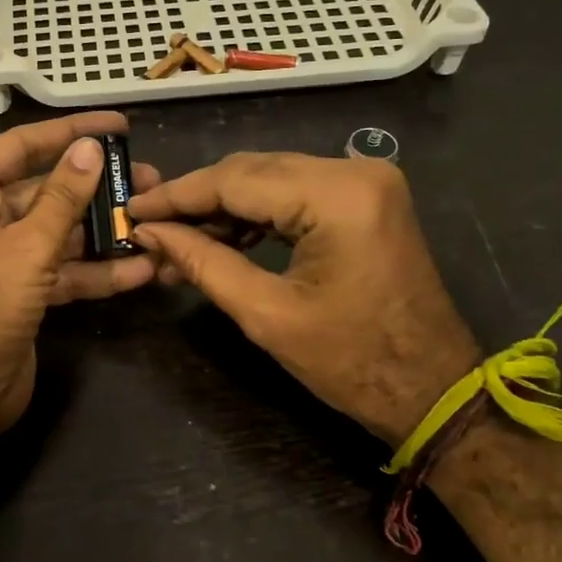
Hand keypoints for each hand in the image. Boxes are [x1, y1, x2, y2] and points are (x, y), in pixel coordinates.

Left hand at [0, 112, 158, 442]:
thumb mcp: (24, 248)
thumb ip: (62, 197)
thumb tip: (91, 148)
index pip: (20, 146)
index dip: (70, 133)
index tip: (118, 126)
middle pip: (44, 189)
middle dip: (96, 188)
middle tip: (149, 177)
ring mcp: (0, 255)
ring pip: (58, 230)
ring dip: (103, 230)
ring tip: (154, 219)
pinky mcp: (20, 290)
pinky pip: (61, 269)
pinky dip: (95, 271)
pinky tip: (140, 269)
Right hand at [129, 152, 478, 444]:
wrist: (432, 390)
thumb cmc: (351, 363)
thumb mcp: (265, 313)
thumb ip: (201, 262)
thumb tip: (147, 232)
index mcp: (337, 195)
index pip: (235, 179)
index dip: (176, 196)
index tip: (129, 209)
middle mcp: (354, 171)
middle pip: (251, 170)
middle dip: (196, 201)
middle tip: (148, 229)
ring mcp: (365, 181)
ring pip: (269, 178)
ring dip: (222, 208)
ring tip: (177, 242)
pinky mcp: (365, 198)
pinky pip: (295, 192)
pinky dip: (255, 213)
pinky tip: (221, 237)